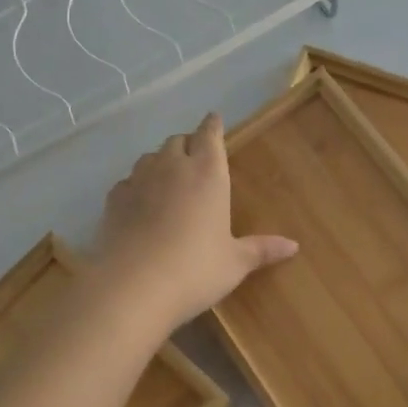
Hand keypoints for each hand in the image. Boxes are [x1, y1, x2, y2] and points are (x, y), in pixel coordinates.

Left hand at [94, 113, 297, 332]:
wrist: (134, 287)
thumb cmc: (195, 270)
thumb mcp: (234, 263)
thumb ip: (261, 249)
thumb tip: (293, 245)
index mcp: (208, 174)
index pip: (210, 135)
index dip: (212, 126)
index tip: (214, 119)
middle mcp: (172, 167)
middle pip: (178, 141)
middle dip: (188, 144)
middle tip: (196, 156)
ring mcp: (139, 181)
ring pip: (149, 157)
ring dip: (160, 161)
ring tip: (168, 178)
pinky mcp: (114, 200)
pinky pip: (127, 182)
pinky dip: (136, 186)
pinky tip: (139, 202)